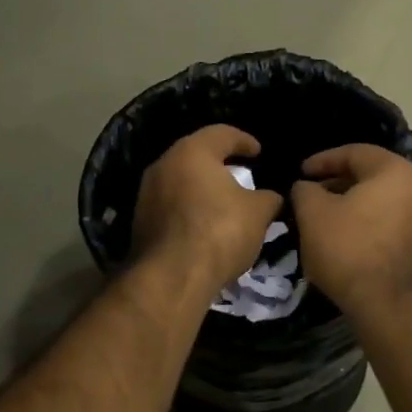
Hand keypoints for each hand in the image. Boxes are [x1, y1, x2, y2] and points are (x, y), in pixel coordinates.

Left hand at [131, 125, 283, 297]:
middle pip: (196, 155)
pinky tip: (205, 225)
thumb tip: (272, 197)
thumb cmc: (219, 232)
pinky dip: (189, 209)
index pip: (222, 133)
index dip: (244, 140)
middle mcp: (164, 164)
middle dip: (220, 164)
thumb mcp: (258, 213)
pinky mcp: (140, 221)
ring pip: (180, 180)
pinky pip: (171, 205)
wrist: (171, 277)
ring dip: (202, 188)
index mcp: (192, 152)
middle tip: (241, 174)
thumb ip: (268, 198)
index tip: (258, 152)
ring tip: (224, 202)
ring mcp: (147, 193)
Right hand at [289, 145, 411, 314]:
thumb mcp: (313, 215)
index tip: (301, 173)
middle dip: (340, 185)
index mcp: (395, 171)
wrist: (397, 307)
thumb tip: (307, 187)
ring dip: (358, 209)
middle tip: (314, 198)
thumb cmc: (351, 250)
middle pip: (373, 178)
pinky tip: (354, 248)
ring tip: (331, 225)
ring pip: (386, 205)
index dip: (323, 160)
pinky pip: (396, 229)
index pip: (354, 153)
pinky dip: (373, 230)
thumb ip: (305, 191)